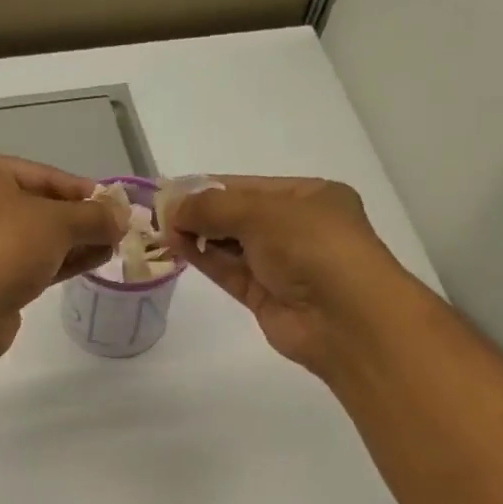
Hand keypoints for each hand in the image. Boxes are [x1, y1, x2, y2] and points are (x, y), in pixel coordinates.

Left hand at [0, 151, 126, 360]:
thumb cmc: (4, 246)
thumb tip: (123, 215)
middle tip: (115, 228)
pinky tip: (91, 263)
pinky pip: (27, 263)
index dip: (81, 189)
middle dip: (78, 219)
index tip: (114, 204)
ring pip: (32, 237)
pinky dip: (57, 262)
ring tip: (112, 247)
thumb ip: (94, 216)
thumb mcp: (57, 222)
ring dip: (72, 242)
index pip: (41, 174)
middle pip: (36, 205)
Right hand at [163, 176, 417, 374]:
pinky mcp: (265, 297)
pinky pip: (230, 272)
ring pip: (232, 245)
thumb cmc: (313, 247)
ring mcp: (281, 265)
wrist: (343, 318)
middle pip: (239, 215)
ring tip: (162, 229)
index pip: (250, 185)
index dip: (209, 186)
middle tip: (159, 212)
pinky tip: (178, 247)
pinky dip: (205, 259)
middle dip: (201, 212)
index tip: (171, 189)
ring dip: (199, 235)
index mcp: (309, 196)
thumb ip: (213, 208)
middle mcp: (296, 228)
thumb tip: (172, 207)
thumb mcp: (262, 213)